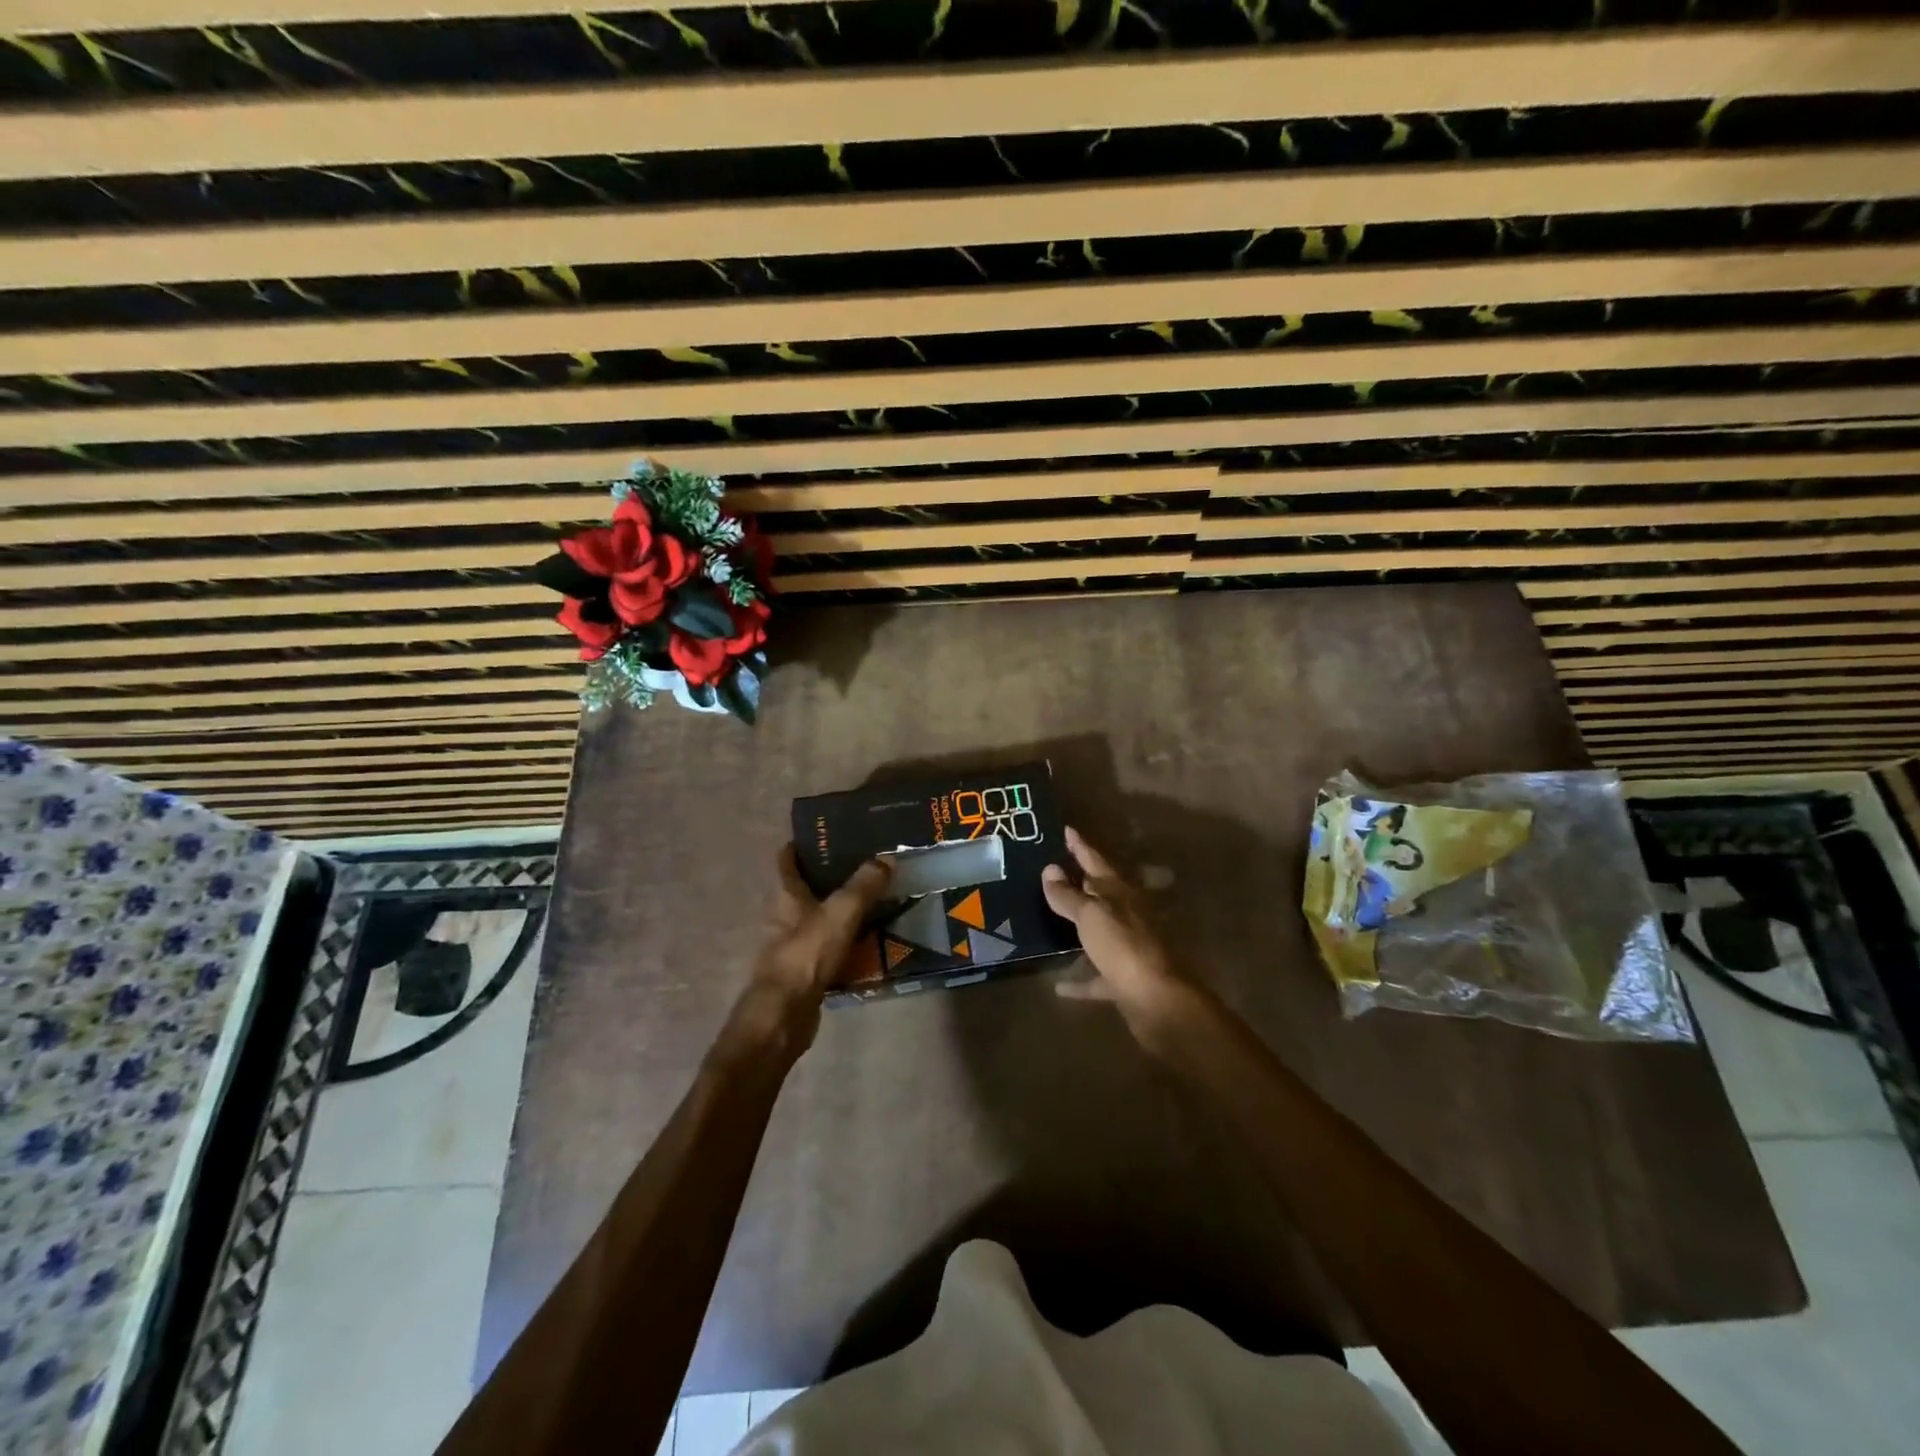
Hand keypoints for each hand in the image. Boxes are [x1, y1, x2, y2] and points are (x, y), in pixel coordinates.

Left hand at [722, 848, 892, 1064]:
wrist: (785, 1015)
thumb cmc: (806, 954)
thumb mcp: (840, 913)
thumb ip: (864, 885)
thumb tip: (886, 858)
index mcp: (787, 896)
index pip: (786, 861)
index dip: (800, 845)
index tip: (824, 834)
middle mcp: (785, 917)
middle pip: (805, 889)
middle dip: (831, 877)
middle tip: (866, 865)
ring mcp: (793, 947)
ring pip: (820, 920)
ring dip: (842, 912)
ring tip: (877, 901)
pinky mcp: (805, 973)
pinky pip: (829, 950)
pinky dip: (847, 943)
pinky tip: (872, 942)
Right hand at [1042, 826, 1207, 1049]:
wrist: (1158, 1001)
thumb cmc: (1123, 947)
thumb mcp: (1090, 915)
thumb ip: (1068, 895)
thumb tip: (1050, 869)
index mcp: (1120, 893)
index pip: (1095, 861)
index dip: (1080, 846)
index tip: (1066, 830)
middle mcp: (1127, 915)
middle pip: (1100, 894)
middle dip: (1079, 883)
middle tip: (1053, 871)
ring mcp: (1128, 948)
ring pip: (1099, 931)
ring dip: (1079, 927)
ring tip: (1051, 920)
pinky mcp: (1124, 979)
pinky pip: (1096, 976)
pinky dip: (1080, 979)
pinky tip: (1059, 985)